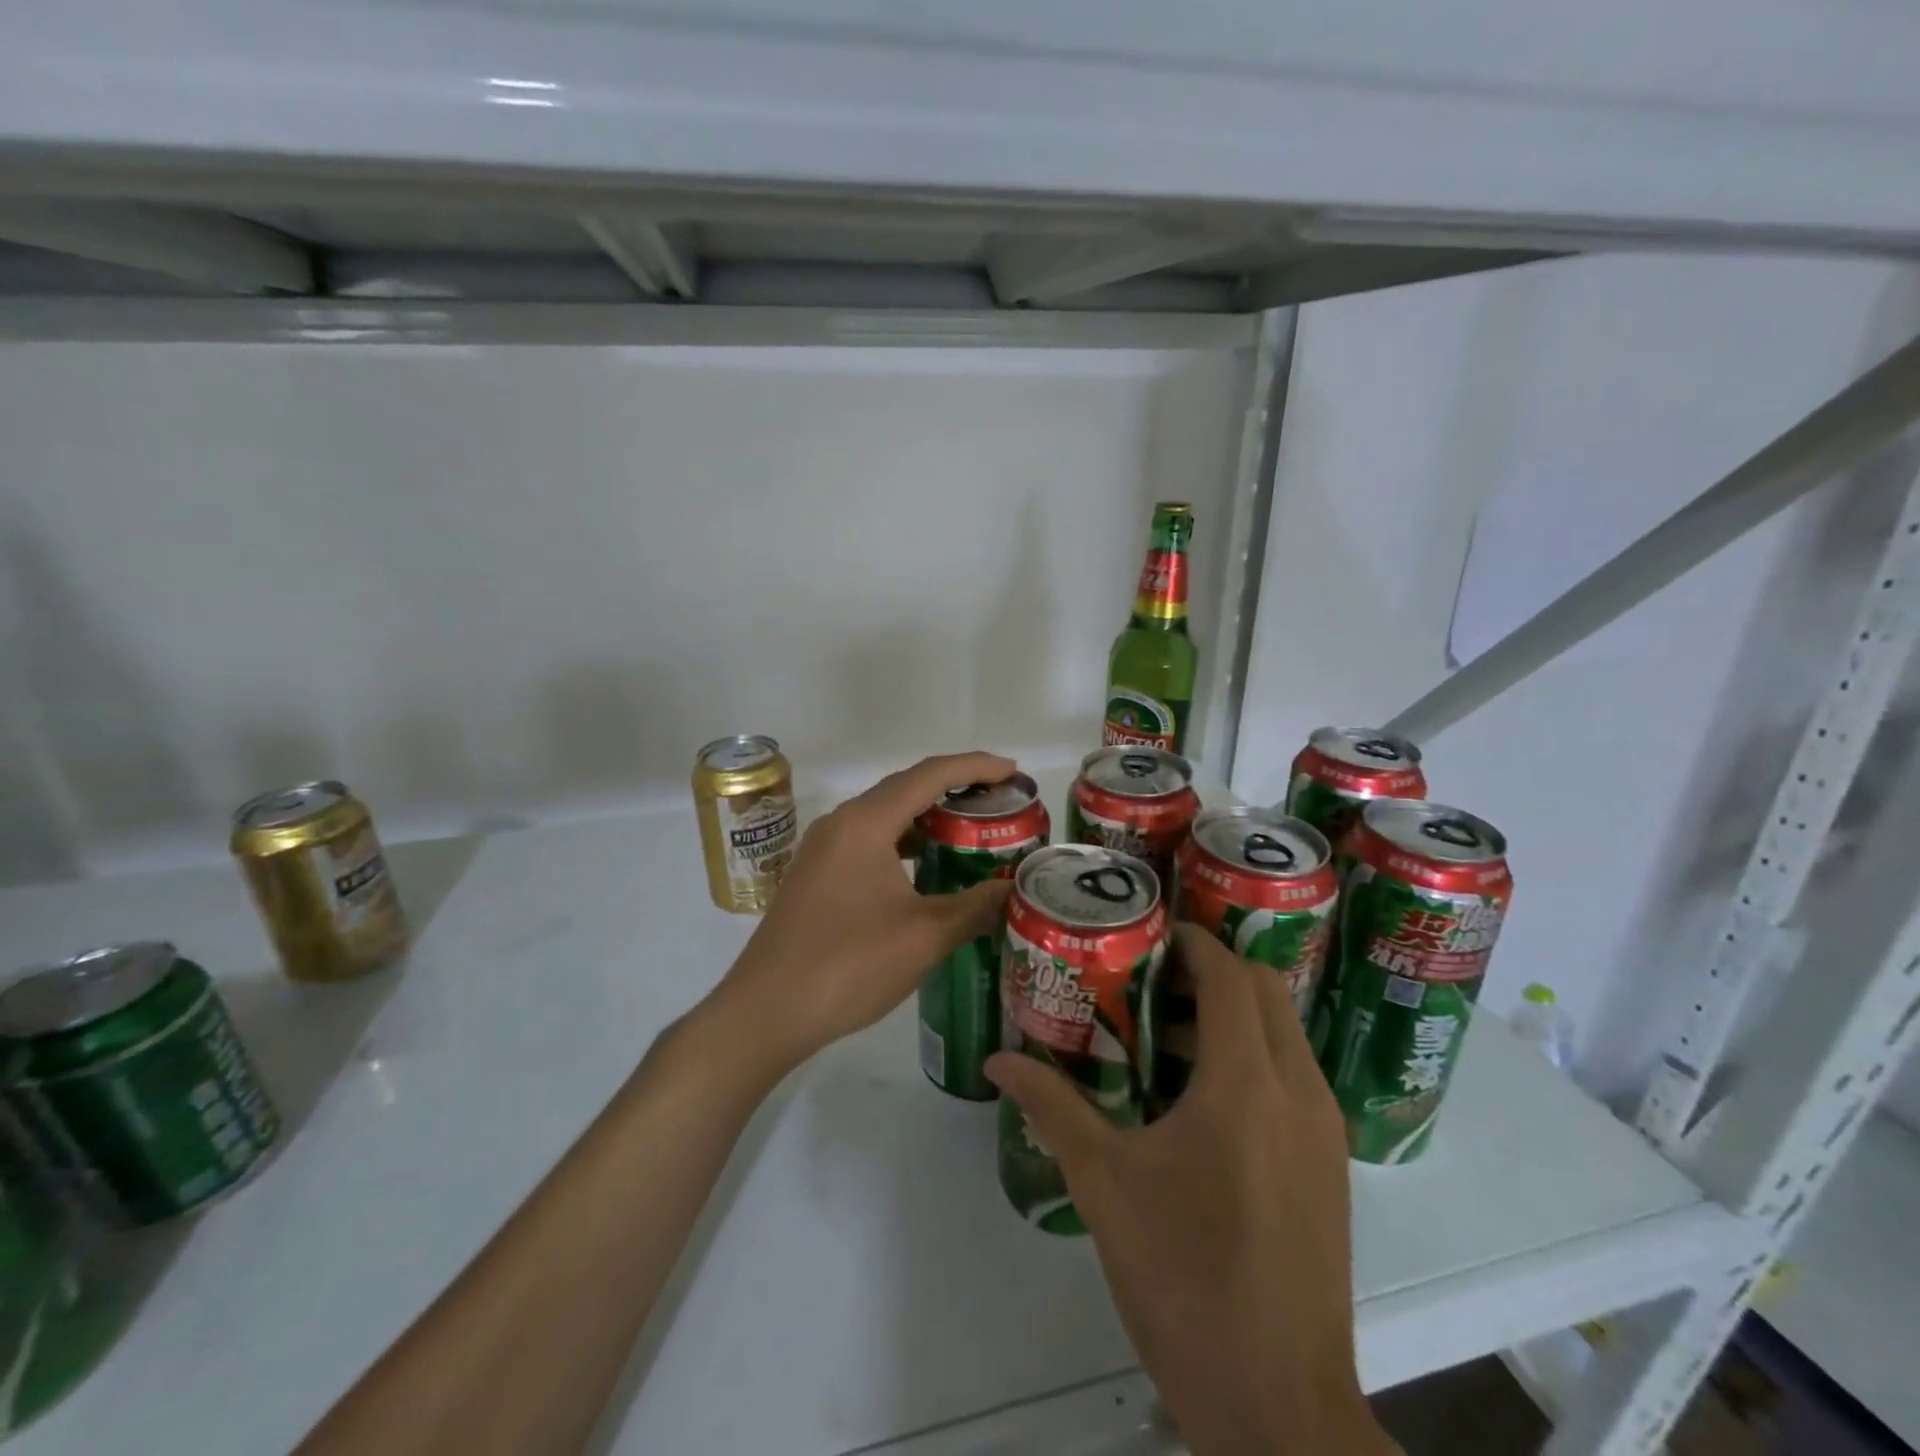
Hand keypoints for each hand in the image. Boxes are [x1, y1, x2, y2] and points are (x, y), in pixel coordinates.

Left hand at [713, 751, 1018, 1074]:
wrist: (765, 1012)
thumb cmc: (848, 966)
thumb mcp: (924, 937)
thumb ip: (975, 907)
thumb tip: (1013, 892)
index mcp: (865, 823)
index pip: (930, 775)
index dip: (976, 767)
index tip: (1013, 770)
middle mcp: (841, 823)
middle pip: (906, 788)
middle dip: (956, 788)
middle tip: (1001, 802)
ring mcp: (823, 848)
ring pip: (885, 816)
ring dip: (928, 817)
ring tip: (971, 831)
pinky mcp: (816, 874)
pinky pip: (869, 840)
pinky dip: (904, 842)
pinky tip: (926, 867)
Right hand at [986, 926, 1393, 1455]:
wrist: (1277, 1407)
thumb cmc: (1182, 1278)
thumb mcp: (1103, 1183)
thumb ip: (1051, 1107)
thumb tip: (998, 1062)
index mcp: (1246, 1084)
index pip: (1229, 977)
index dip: (1193, 943)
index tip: (1150, 931)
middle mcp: (1299, 1092)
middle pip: (1266, 992)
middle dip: (1213, 971)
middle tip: (1151, 976)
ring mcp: (1324, 1130)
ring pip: (1284, 1033)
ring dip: (1232, 1015)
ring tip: (1162, 1033)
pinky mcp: (1330, 1165)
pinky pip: (1294, 1077)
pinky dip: (1252, 1058)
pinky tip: (1197, 1097)